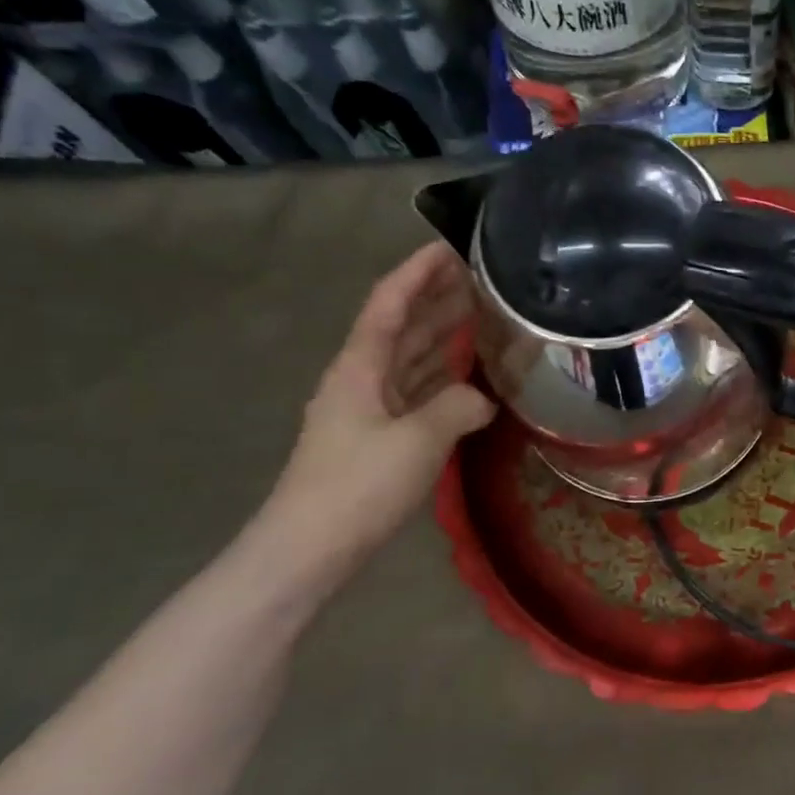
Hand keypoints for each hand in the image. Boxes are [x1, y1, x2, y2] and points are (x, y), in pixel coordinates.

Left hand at [262, 244, 495, 568]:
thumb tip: (486, 399)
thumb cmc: (358, 485)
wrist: (309, 549)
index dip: (418, 271)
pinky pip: (417, 393)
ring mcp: (369, 410)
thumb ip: (458, 407)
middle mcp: (362, 379)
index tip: (451, 246)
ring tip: (484, 317)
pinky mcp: (379, 439)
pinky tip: (470, 377)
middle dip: (437, 298)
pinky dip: (443, 378)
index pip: (388, 302)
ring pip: (411, 360)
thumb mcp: (418, 440)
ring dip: (442, 336)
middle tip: (482, 278)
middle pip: (401, 326)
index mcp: (359, 367)